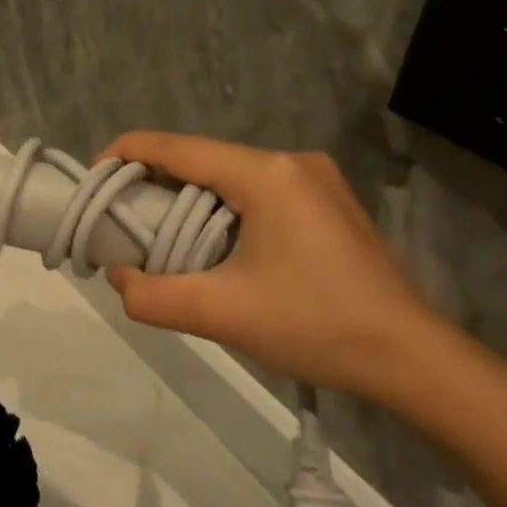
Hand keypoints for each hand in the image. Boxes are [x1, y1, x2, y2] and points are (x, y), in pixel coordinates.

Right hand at [98, 133, 453, 401]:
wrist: (412, 359)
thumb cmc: (315, 326)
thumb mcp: (221, 314)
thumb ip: (152, 295)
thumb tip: (119, 276)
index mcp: (265, 174)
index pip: (178, 147)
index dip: (127, 153)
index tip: (94, 176)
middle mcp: (290, 162)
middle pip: (202, 159)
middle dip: (155, 182)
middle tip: (123, 217)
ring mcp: (315, 179)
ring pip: (229, 174)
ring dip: (189, 197)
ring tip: (162, 234)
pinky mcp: (328, 202)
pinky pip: (257, 190)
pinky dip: (222, 207)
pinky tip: (215, 242)